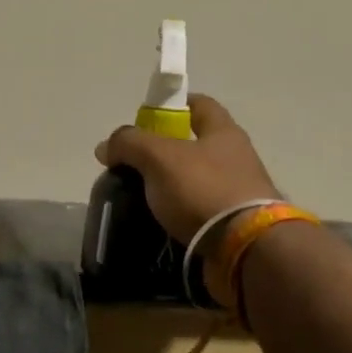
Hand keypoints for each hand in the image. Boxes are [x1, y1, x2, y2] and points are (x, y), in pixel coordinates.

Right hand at [95, 94, 281, 243]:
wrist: (245, 247)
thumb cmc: (203, 189)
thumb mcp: (158, 157)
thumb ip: (129, 144)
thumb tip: (106, 147)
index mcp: (224, 132)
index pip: (199, 104)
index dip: (172, 105)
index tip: (145, 118)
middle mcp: (235, 158)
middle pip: (195, 145)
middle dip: (163, 151)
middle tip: (132, 164)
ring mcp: (237, 193)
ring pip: (195, 180)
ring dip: (169, 186)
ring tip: (138, 197)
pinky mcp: (233, 225)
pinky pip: (198, 211)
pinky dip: (178, 214)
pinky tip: (157, 222)